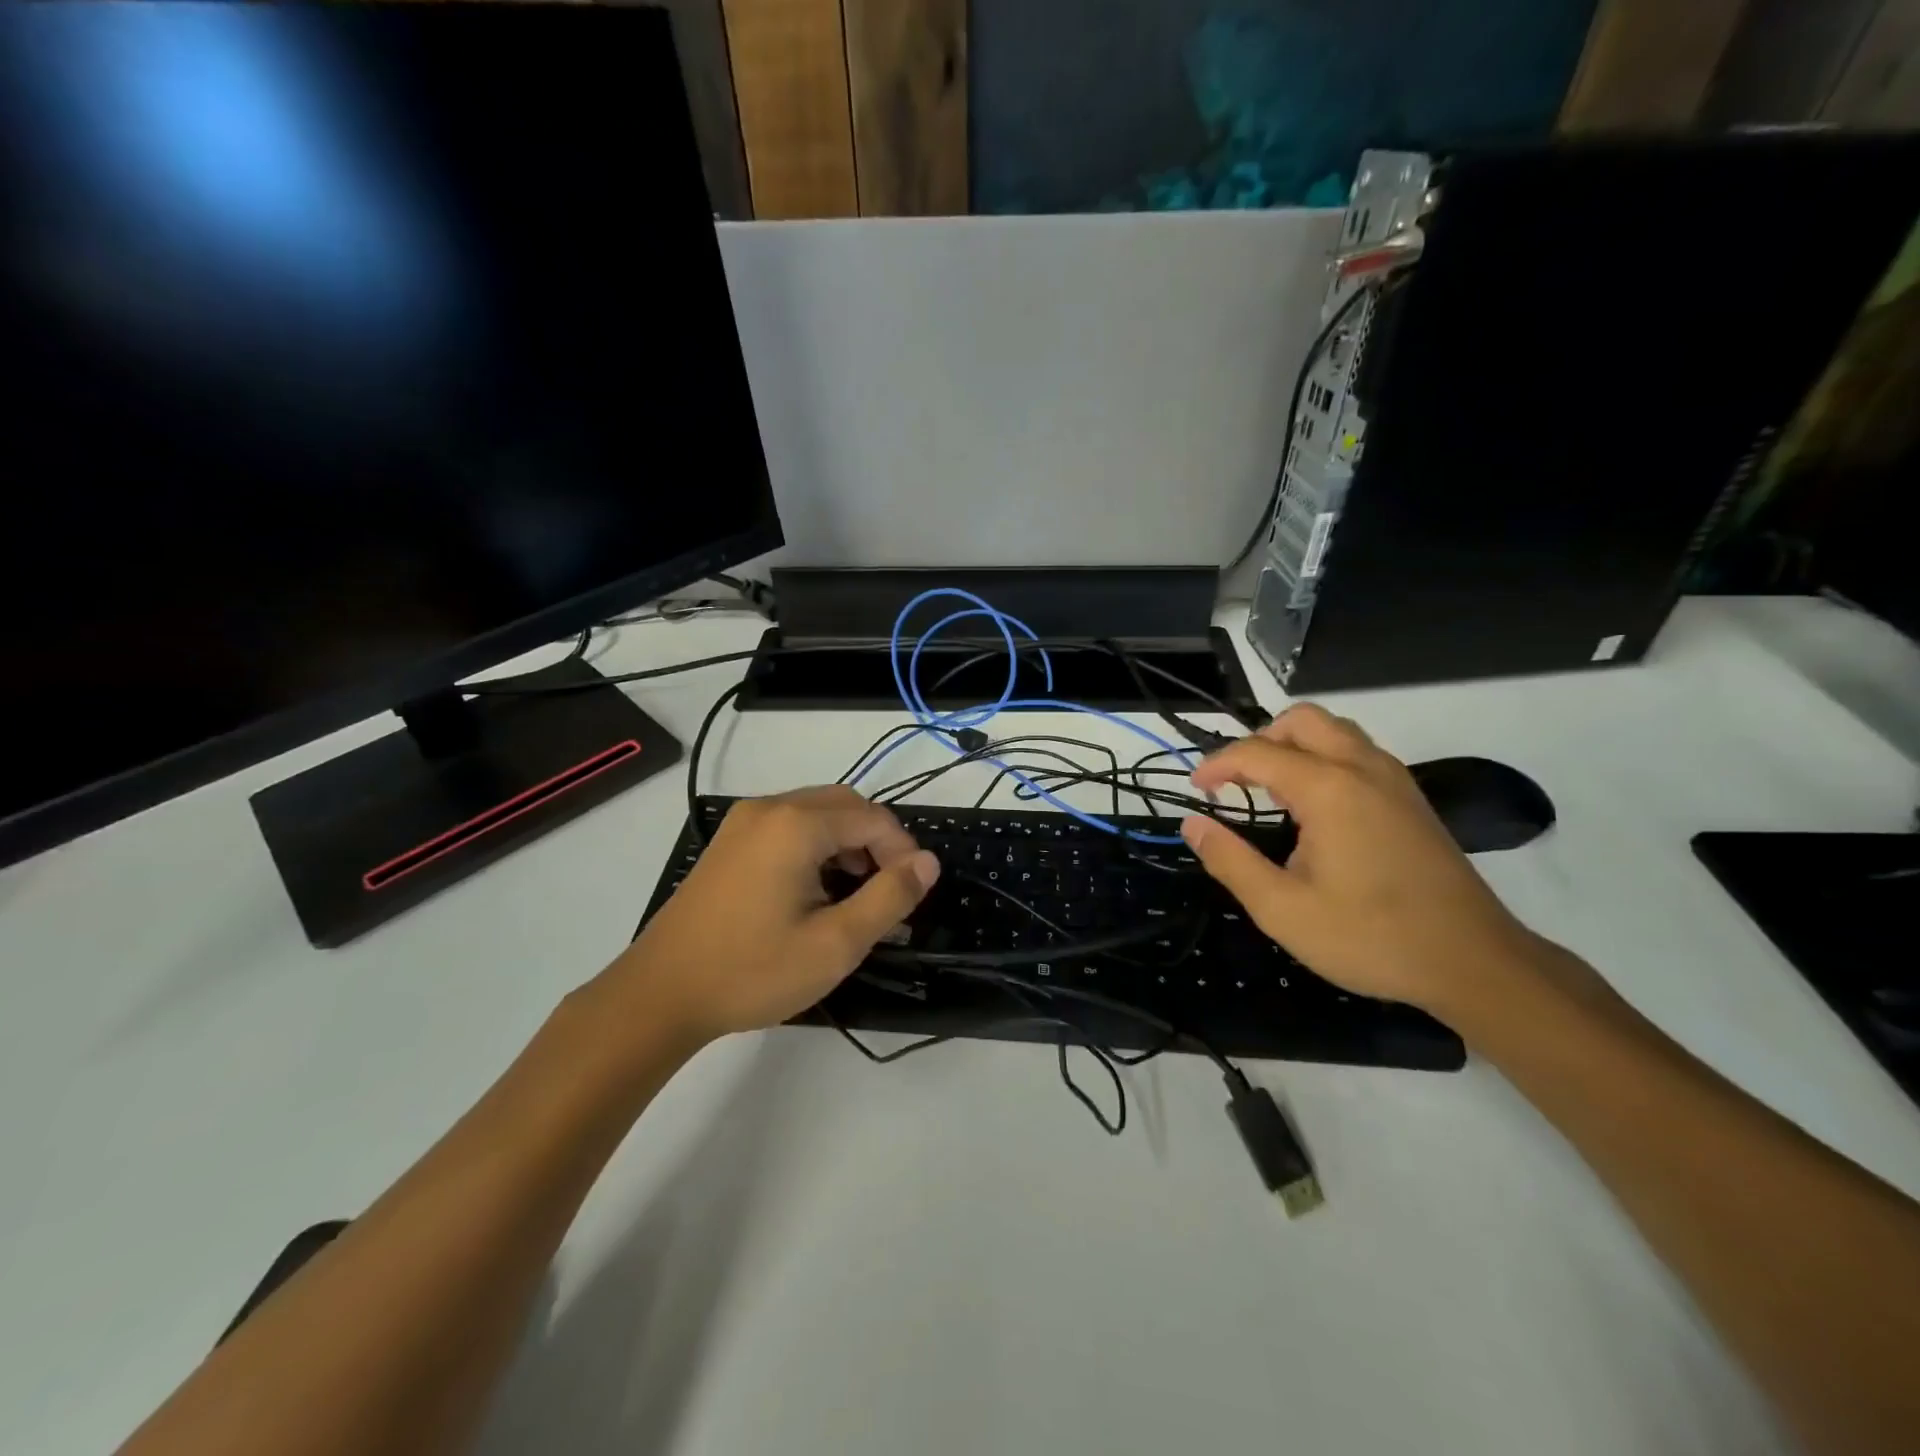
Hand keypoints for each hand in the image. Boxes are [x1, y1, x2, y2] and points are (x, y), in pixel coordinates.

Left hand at [607, 787, 940, 1042]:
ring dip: (848, 843)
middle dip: (877, 842)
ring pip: (817, 812)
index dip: (903, 852)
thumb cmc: (752, 971)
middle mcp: (770, 808)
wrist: (659, 994)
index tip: (911, 896)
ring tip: (855, 894)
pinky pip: (789, 825)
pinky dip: (817, 845)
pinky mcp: (729, 841)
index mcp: (796, 824)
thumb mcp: (835, 944)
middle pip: (846, 805)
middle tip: (887, 892)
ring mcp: (744, 822)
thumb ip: (890, 897)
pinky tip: (815, 889)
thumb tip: (928, 862)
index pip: (874, 818)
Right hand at [1180, 705, 1536, 1015]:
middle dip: (1259, 741)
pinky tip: (1315, 809)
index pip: (1257, 753)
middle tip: (1236, 783)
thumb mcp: (1282, 910)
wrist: (1475, 963)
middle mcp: (1363, 769)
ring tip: (1272, 792)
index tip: (1195, 789)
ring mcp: (1394, 781)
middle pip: (1301, 721)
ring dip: (1294, 746)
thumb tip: (1192, 824)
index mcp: (1329, 789)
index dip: (1216, 765)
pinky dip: (1324, 760)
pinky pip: (1358, 754)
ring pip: (1335, 732)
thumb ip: (1230, 861)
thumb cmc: (1371, 937)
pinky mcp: (1412, 800)